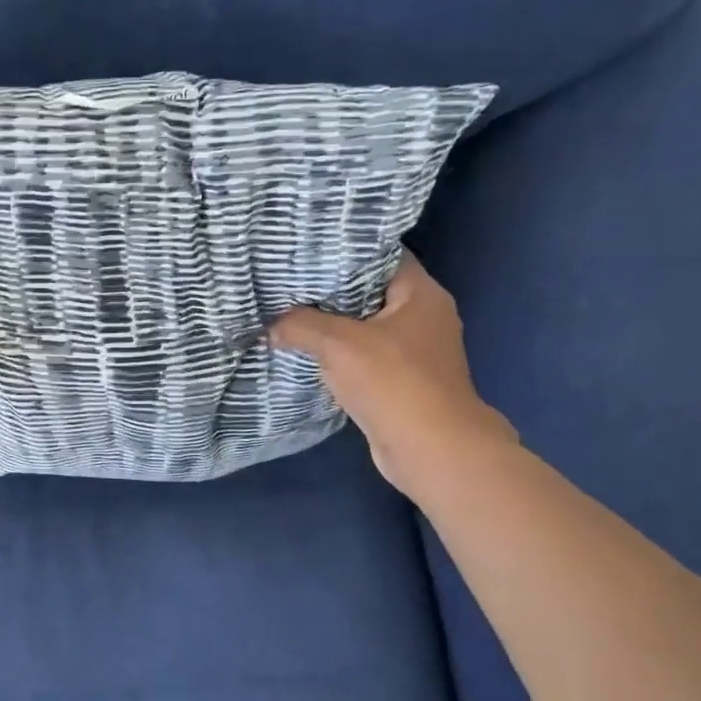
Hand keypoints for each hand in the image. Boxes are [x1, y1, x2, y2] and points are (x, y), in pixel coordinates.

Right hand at [271, 255, 515, 494]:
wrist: (431, 450)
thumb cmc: (393, 382)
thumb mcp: (338, 344)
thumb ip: (300, 325)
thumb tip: (270, 325)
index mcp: (421, 293)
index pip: (381, 255)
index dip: (344, 250)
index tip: (305, 250)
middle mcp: (423, 316)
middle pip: (370, 290)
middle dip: (330, 289)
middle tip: (288, 281)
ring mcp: (415, 351)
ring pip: (365, 326)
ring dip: (332, 324)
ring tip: (289, 312)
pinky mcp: (402, 380)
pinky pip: (364, 355)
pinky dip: (339, 353)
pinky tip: (307, 351)